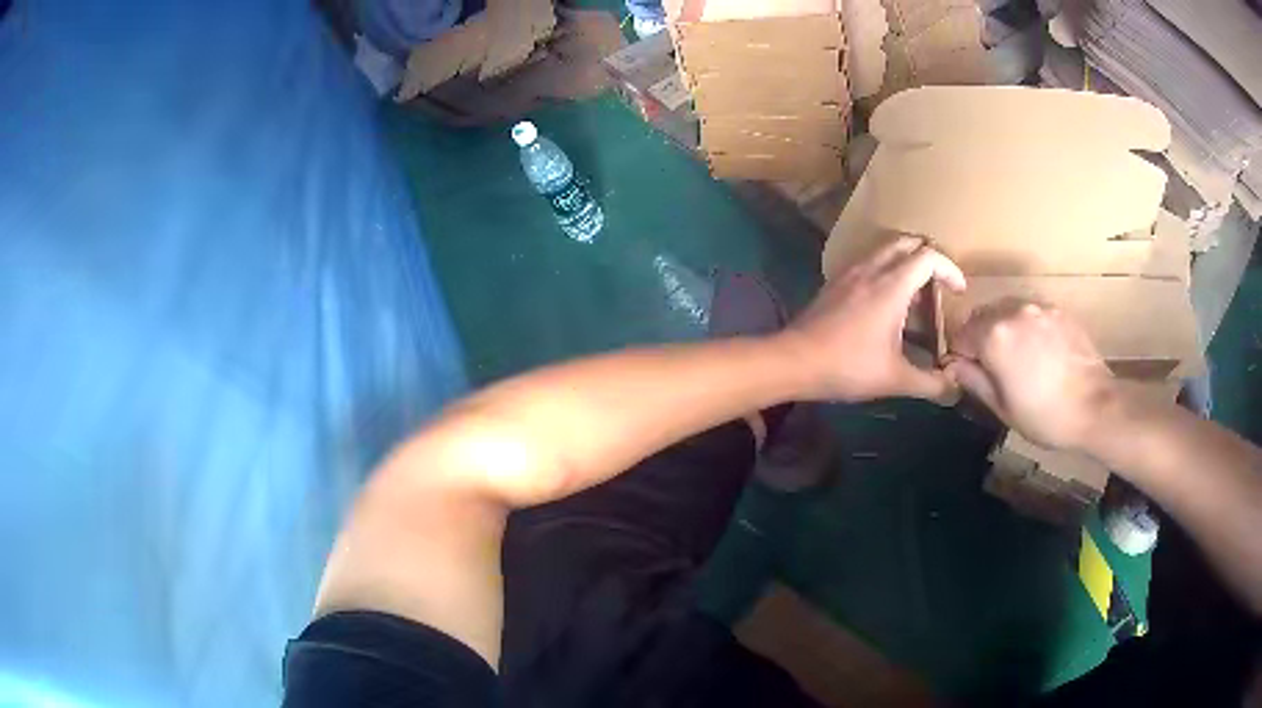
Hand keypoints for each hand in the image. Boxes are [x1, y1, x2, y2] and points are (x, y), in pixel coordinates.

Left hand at [780, 234, 966, 403]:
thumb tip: (956, 389)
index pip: (929, 256)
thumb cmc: (848, 366)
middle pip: (907, 242)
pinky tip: (887, 303)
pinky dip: (887, 269)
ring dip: (907, 262)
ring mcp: (850, 272)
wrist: (793, 361)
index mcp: (892, 285)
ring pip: (885, 249)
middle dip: (930, 257)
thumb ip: (931, 384)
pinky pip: (868, 261)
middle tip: (940, 284)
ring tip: (917, 295)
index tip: (959, 291)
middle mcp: (872, 268)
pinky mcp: (836, 281)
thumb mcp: (895, 379)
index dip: (950, 269)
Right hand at [945, 299, 1119, 450]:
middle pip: (983, 316)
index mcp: (994, 336)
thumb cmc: (1045, 416)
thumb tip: (953, 365)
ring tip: (1022, 360)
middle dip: (983, 338)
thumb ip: (974, 380)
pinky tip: (1043, 354)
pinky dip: (1029, 328)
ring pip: (1008, 311)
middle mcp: (1012, 311)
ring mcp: (1038, 307)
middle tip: (997, 369)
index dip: (962, 356)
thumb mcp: (1003, 408)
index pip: (961, 334)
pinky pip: (1032, 313)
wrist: (1095, 406)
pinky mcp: (1058, 310)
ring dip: (1006, 330)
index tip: (973, 375)